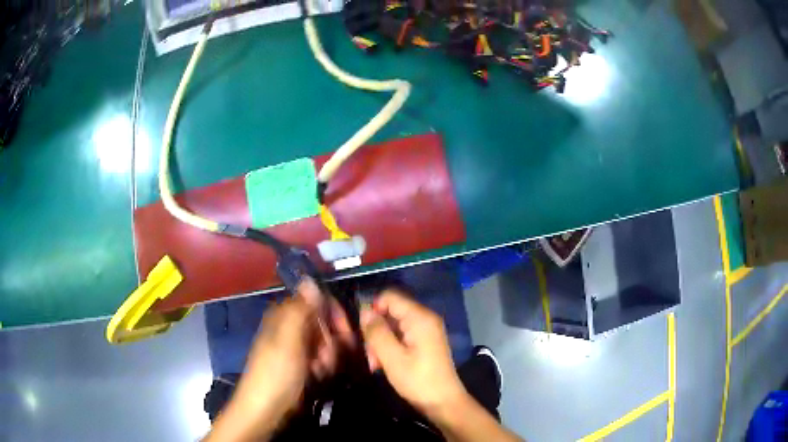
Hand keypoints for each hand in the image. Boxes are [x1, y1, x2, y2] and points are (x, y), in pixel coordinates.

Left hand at [206, 278, 352, 440]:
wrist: (267, 408)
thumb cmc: (276, 373)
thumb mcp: (288, 339)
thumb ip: (301, 309)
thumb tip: (310, 278)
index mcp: (285, 315)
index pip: (318, 302)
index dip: (334, 315)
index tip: (346, 333)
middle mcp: (291, 327)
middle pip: (326, 323)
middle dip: (331, 342)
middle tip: (325, 359)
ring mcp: (297, 346)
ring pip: (327, 342)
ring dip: (329, 357)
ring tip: (318, 371)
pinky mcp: (302, 364)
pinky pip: (323, 358)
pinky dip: (324, 367)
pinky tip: (317, 376)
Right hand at [361, 290, 521, 441]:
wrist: (443, 402)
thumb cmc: (418, 380)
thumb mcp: (392, 358)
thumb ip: (376, 332)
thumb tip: (364, 311)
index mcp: (420, 317)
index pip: (390, 297)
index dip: (372, 309)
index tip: (363, 331)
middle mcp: (424, 318)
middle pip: (391, 312)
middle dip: (376, 330)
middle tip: (369, 354)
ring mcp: (426, 330)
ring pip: (394, 325)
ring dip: (380, 342)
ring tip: (375, 364)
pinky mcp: (425, 342)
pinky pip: (402, 336)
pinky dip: (390, 347)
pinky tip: (384, 364)